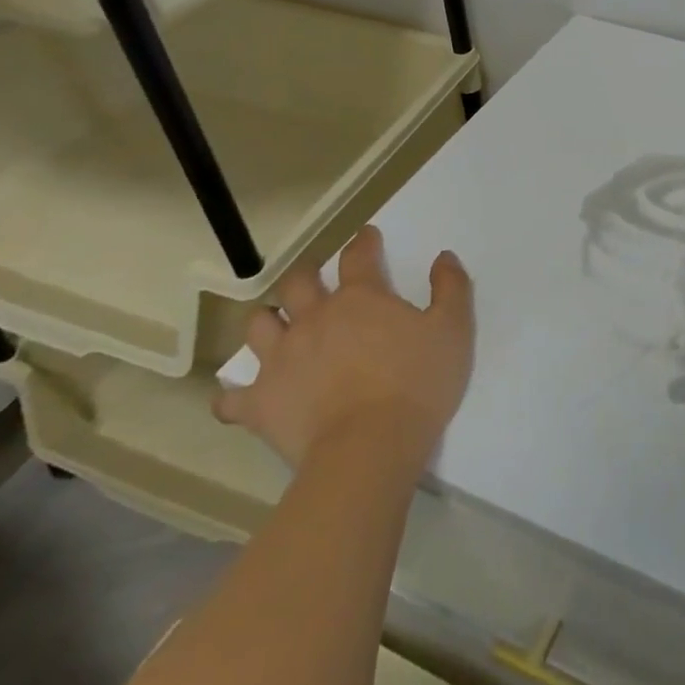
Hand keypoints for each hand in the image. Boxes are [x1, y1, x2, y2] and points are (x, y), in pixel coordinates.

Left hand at [214, 226, 473, 472]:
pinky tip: (241, 396)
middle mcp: (314, 318)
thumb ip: (451, 288)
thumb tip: (444, 257)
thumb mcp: (453, 331)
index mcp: (360, 298)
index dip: (363, 242)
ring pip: (258, 325)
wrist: (369, 448)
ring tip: (278, 327)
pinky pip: (231, 397)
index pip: (358, 256)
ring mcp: (281, 359)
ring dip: (268, 321)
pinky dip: (234, 395)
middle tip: (315, 280)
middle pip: (298, 282)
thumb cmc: (417, 384)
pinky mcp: (259, 402)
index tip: (367, 237)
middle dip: (306, 275)